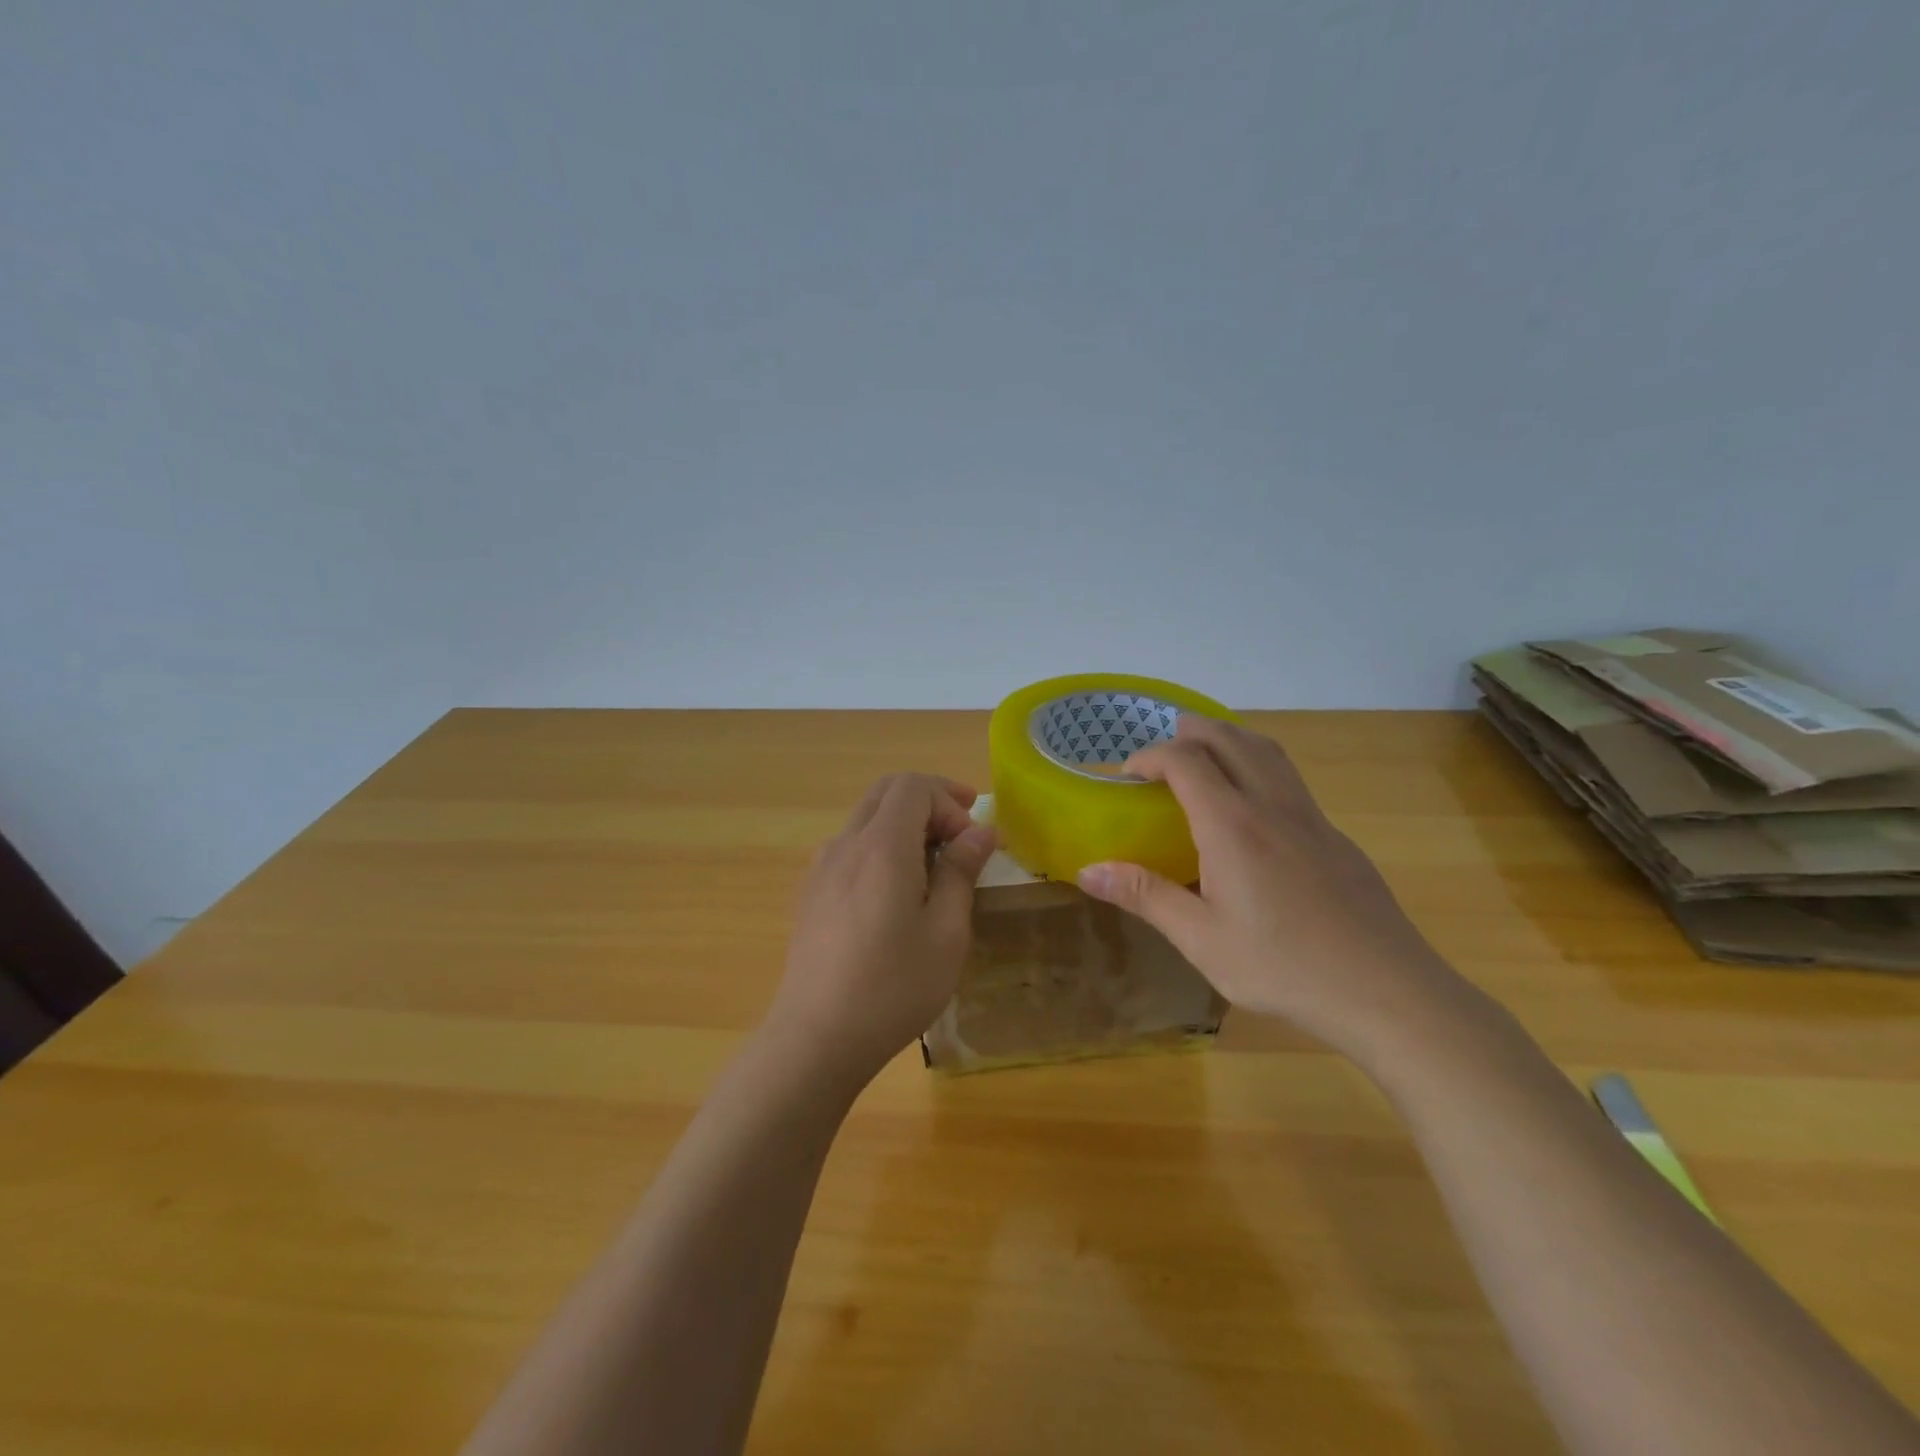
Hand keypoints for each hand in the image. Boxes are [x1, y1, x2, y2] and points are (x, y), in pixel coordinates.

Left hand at [769, 773, 998, 1087]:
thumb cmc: (893, 987)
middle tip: (962, 828)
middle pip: (887, 791)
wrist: (816, 1038)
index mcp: (882, 846)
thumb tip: (981, 832)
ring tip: (934, 863)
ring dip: (904, 822)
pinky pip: (850, 845)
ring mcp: (821, 866)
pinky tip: (896, 889)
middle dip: (929, 800)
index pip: (913, 786)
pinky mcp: (811, 891)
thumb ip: (961, 872)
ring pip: (867, 817)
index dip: (949, 800)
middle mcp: (845, 844)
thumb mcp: (946, 933)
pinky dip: (881, 843)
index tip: (972, 840)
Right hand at [1075, 717, 1481, 1062]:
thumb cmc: (1283, 966)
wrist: (1386, 991)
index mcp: (1231, 824)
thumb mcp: (1201, 939)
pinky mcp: (1335, 837)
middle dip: (1188, 733)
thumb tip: (1088, 871)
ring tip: (1204, 759)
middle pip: (1228, 738)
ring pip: (1266, 751)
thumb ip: (1145, 896)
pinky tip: (1252, 812)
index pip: (1184, 760)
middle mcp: (1271, 805)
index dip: (1149, 756)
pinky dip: (1258, 767)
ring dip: (1228, 740)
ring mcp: (1310, 817)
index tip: (1126, 776)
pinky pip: (1288, 780)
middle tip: (1160, 755)